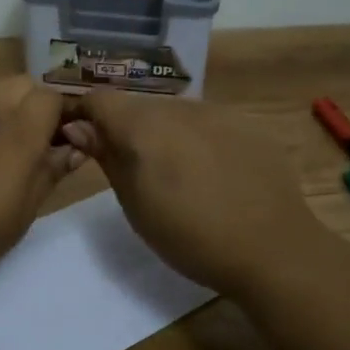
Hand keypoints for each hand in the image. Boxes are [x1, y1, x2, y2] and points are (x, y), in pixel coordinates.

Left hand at [0, 76, 83, 301]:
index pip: (49, 96)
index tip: (66, 138)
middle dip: (35, 102)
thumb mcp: (22, 215)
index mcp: (17, 135)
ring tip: (4, 132)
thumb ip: (50, 174)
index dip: (63, 112)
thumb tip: (74, 148)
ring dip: (1, 98)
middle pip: (20, 83)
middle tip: (39, 139)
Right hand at [63, 91, 325, 298]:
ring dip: (165, 134)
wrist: (271, 249)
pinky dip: (200, 140)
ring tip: (179, 176)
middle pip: (139, 106)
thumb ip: (107, 156)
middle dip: (127, 129)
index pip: (99, 100)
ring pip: (175, 113)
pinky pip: (209, 123)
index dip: (85, 116)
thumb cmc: (189, 236)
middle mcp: (179, 107)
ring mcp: (218, 112)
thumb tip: (78, 126)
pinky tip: (215, 174)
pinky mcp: (249, 124)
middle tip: (135, 170)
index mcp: (144, 126)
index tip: (84, 142)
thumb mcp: (134, 204)